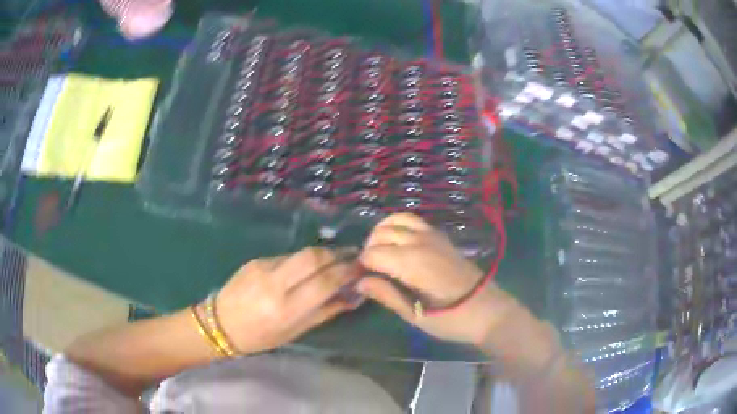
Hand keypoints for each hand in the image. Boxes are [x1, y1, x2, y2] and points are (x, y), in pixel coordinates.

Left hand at [214, 247, 361, 353]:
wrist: (220, 323)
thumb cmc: (259, 337)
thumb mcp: (295, 332)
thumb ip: (325, 312)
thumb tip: (353, 297)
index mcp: (285, 308)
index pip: (324, 282)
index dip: (346, 272)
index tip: (361, 268)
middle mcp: (274, 283)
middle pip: (313, 257)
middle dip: (336, 254)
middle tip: (351, 257)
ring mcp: (262, 267)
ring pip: (300, 253)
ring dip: (321, 255)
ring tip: (333, 261)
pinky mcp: (255, 260)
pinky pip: (286, 256)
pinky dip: (301, 261)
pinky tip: (305, 269)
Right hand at [356, 213, 522, 345]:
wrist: (489, 311)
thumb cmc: (452, 320)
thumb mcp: (415, 315)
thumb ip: (386, 295)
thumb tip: (359, 283)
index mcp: (411, 263)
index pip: (372, 254)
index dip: (360, 267)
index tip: (357, 281)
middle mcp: (419, 242)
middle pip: (381, 234)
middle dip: (368, 249)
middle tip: (367, 271)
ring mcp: (432, 236)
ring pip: (396, 220)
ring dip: (381, 232)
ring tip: (379, 252)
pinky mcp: (441, 237)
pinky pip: (413, 221)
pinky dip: (398, 226)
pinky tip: (398, 243)